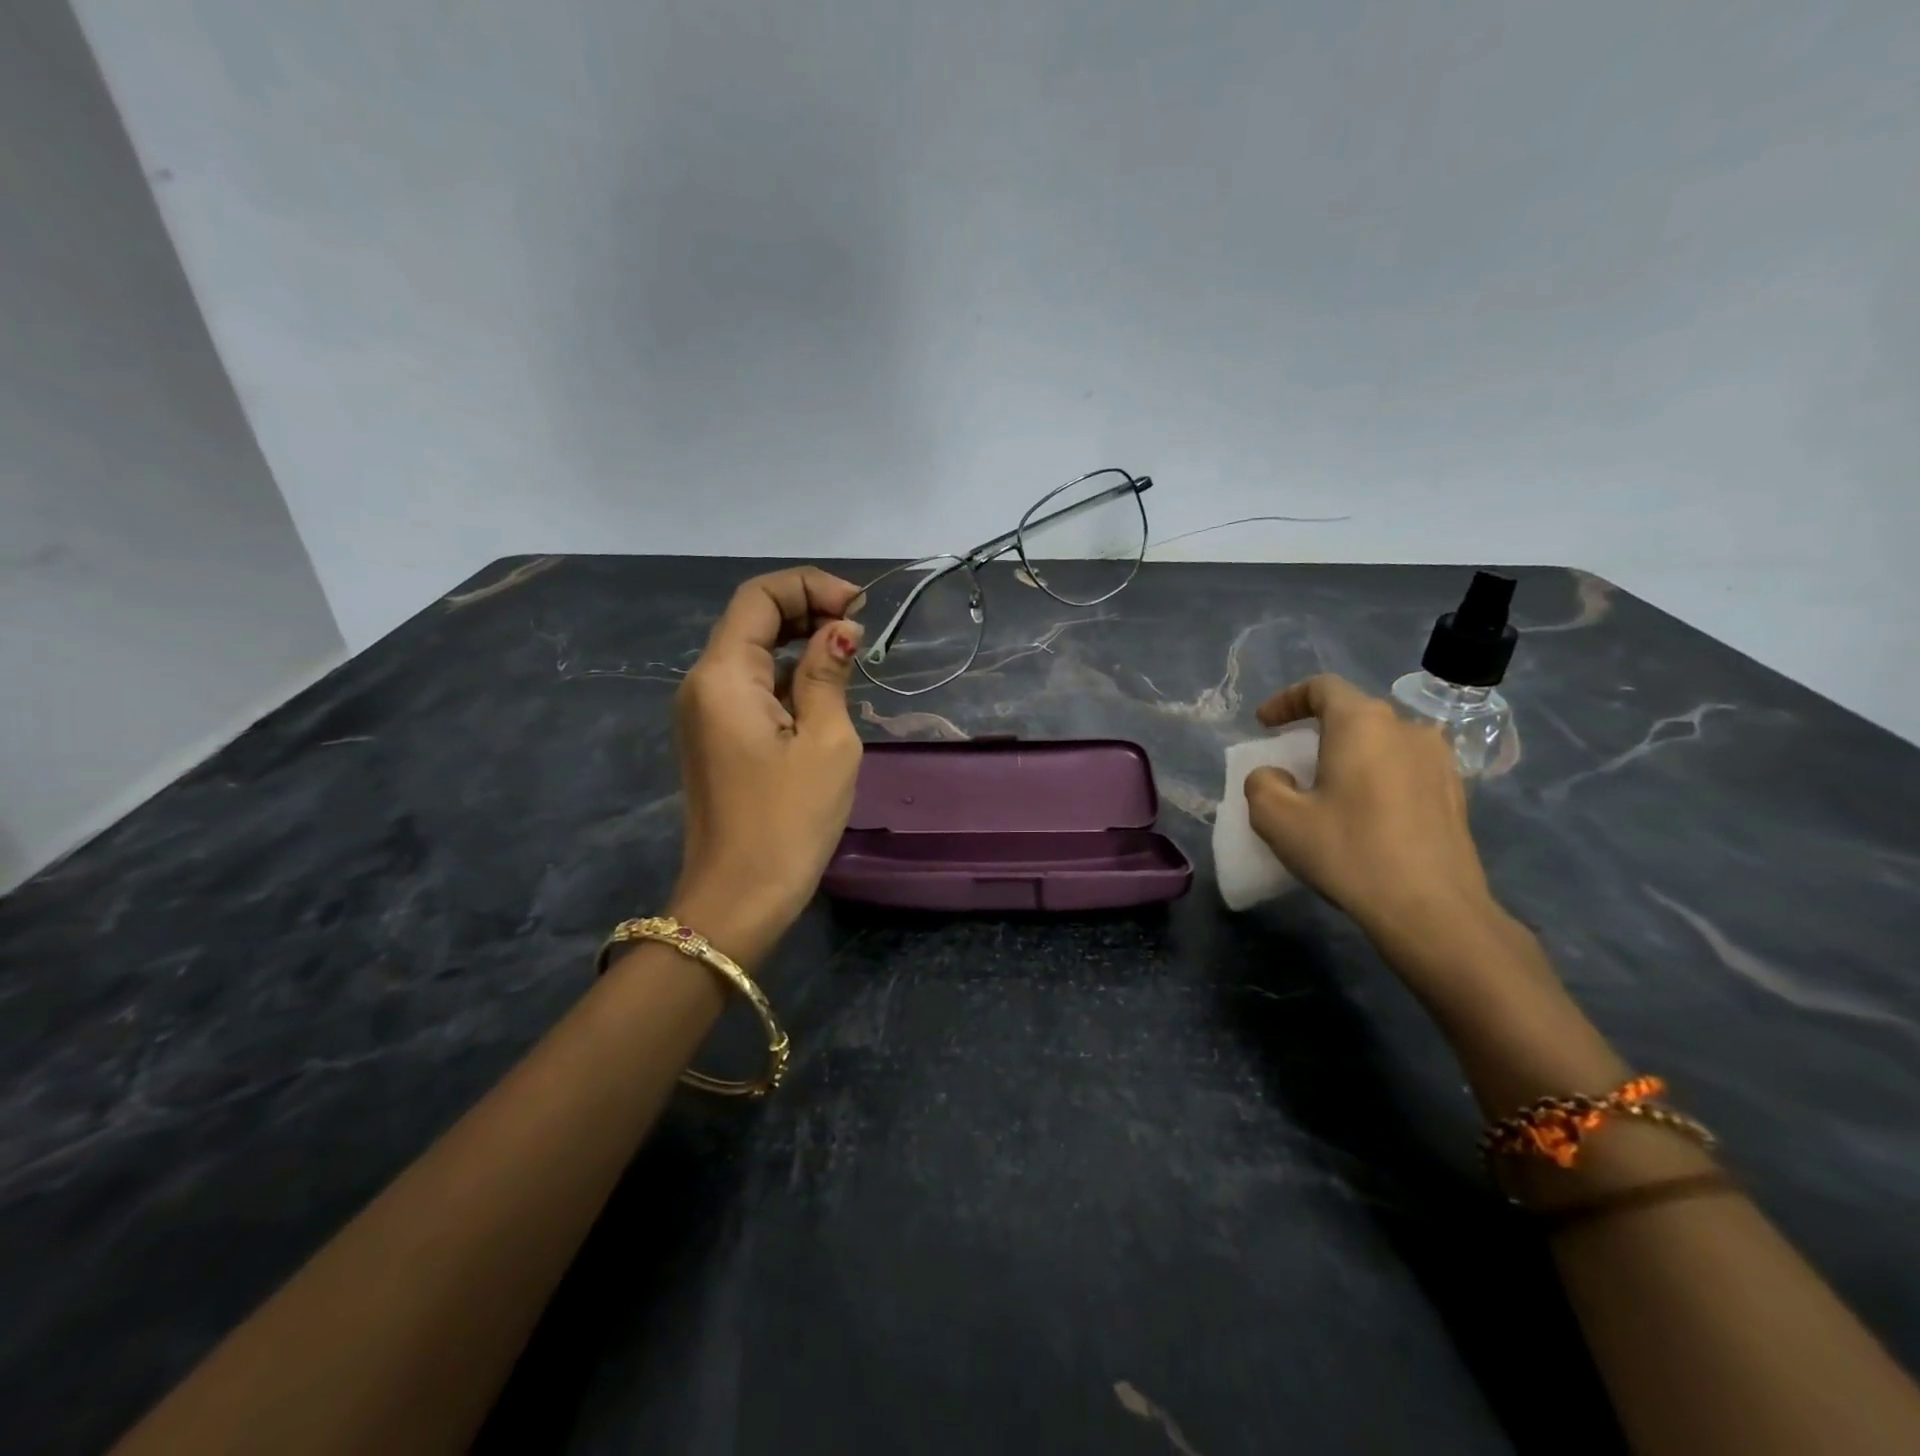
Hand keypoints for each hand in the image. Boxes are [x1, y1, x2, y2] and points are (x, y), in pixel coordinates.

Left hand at [668, 567, 865, 965]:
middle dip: (806, 610)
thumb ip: (829, 674)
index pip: (758, 597)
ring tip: (850, 658)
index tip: (858, 607)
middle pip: (750, 619)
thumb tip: (840, 631)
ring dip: (799, 643)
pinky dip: (787, 675)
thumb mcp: (826, 741)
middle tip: (859, 630)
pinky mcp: (714, 737)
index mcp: (723, 675)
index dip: (809, 586)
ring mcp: (703, 712)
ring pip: (752, 652)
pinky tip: (824, 692)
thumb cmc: (789, 819)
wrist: (740, 896)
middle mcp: (702, 683)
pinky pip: (750, 687)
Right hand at [1244, 675, 1501, 951]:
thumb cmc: (1348, 851)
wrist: (1432, 909)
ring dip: (1352, 756)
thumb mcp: (1277, 819)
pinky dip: (1379, 778)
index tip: (1264, 724)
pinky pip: (1405, 769)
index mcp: (1362, 723)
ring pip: (1383, 743)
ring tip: (1332, 789)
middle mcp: (1406, 729)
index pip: (1322, 687)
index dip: (1286, 700)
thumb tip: (1275, 776)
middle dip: (1318, 730)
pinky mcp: (1456, 794)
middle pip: (1354, 714)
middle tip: (1294, 761)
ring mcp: (1439, 761)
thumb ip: (1262, 784)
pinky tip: (1367, 814)